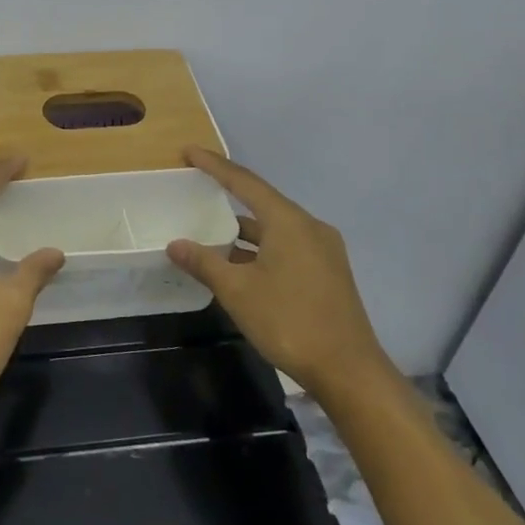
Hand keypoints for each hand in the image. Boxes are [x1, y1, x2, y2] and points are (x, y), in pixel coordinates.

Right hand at [167, 147, 394, 406]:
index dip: (214, 166)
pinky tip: (239, 264)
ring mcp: (323, 251)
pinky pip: (286, 246)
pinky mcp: (327, 273)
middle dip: (228, 195)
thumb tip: (175, 244)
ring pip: (275, 228)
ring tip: (210, 231)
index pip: (244, 182)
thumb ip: (204, 262)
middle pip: (262, 202)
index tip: (189, 152)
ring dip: (243, 230)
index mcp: (289, 221)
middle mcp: (310, 227)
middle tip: (197, 187)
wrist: (349, 372)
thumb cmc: (290, 321)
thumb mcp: (237, 291)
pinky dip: (260, 248)